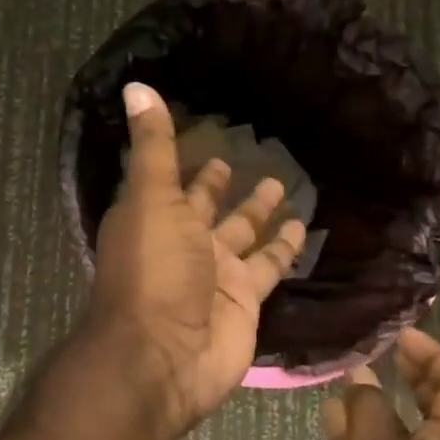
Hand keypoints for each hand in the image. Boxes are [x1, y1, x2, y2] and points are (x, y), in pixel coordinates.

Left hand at [85, 82, 306, 437]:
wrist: (163, 355)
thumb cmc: (152, 269)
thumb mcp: (151, 197)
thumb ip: (153, 145)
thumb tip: (135, 85)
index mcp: (155, 217)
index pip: (174, 182)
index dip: (188, 162)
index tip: (206, 139)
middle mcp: (184, 243)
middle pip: (208, 208)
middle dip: (223, 186)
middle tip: (249, 160)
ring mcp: (216, 273)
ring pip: (244, 235)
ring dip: (261, 213)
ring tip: (285, 185)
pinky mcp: (246, 299)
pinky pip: (270, 266)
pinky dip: (285, 249)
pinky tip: (304, 227)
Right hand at [305, 328, 439, 439]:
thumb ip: (367, 415)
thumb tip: (363, 380)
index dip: (436, 358)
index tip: (401, 334)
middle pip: (437, 410)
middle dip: (413, 374)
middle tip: (380, 347)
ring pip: (405, 434)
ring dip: (383, 402)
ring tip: (347, 379)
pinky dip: (362, 435)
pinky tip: (332, 427)